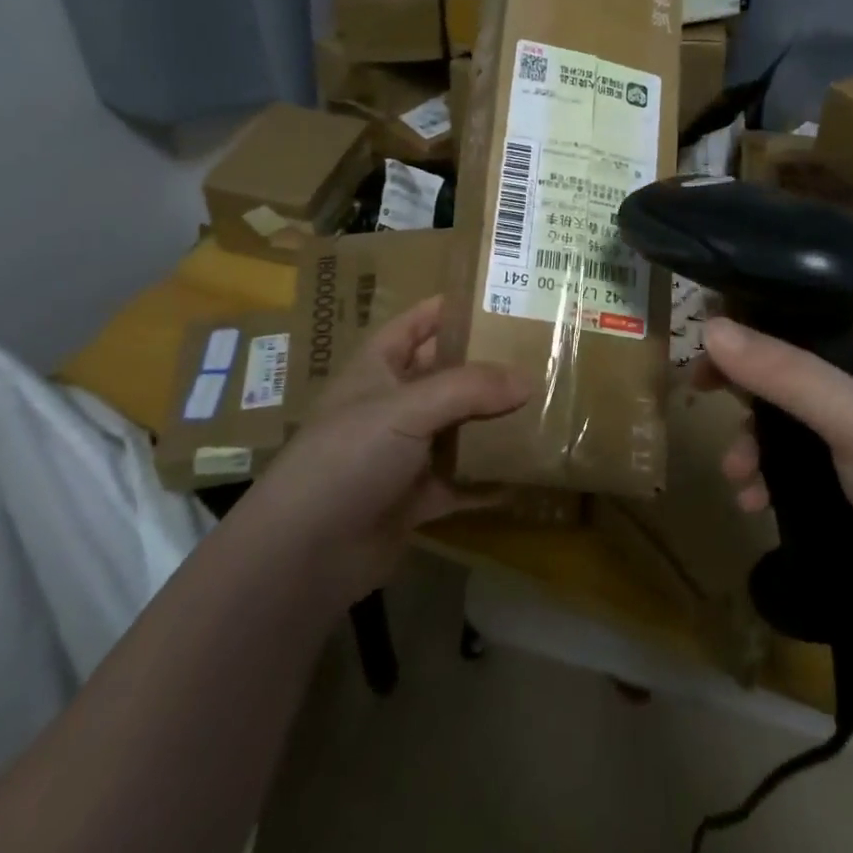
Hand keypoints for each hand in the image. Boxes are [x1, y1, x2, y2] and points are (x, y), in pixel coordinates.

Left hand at [241, 296, 527, 603]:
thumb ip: (469, 389)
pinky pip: (462, 479)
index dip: (451, 308)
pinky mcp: (416, 497)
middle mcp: (392, 404)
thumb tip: (529, 379)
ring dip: (494, 423)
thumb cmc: (349, 456)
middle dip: (487, 367)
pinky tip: (528, 473)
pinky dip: (490, 478)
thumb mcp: (408, 408)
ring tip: (546, 408)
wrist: (305, 552)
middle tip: (540, 356)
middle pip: (446, 375)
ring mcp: (404, 453)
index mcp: (378, 366)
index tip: (501, 299)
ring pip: (458, 428)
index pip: (417, 323)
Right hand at [704, 313, 852, 647]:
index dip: (759, 316)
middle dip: (747, 387)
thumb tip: (709, 327)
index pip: (812, 312)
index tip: (708, 329)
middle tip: (699, 388)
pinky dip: (771, 479)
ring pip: (789, 421)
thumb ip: (781, 371)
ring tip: (735, 474)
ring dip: (754, 443)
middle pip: (792, 366)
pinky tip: (752, 502)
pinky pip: (798, 467)